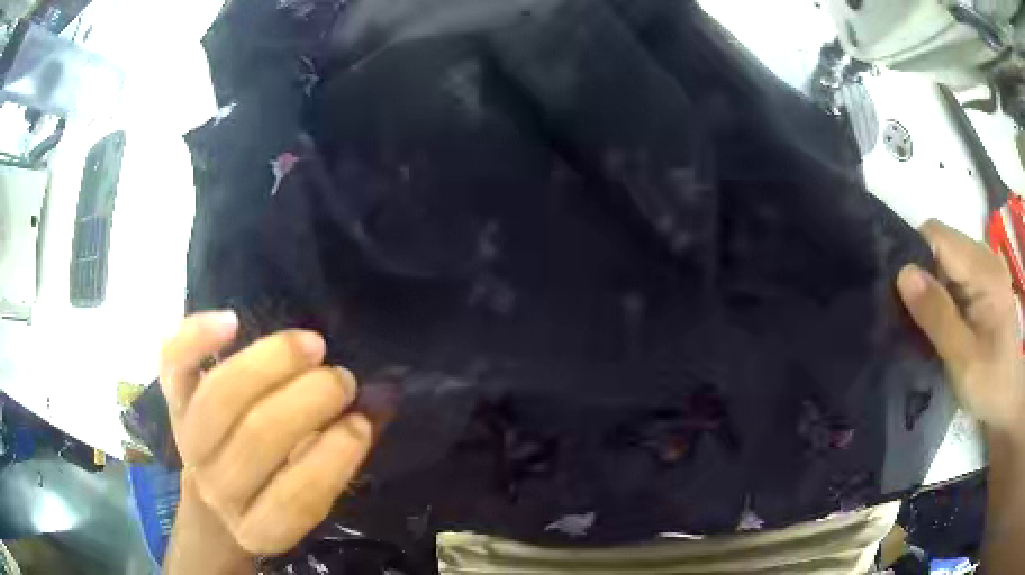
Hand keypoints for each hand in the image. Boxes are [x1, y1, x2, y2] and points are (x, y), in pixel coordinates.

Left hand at [160, 311, 378, 554]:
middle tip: (342, 379)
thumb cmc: (275, 492)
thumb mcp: (312, 492)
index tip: (360, 421)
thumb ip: (345, 451)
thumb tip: (383, 397)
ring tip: (311, 346)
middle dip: (306, 401)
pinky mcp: (172, 401)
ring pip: (218, 398)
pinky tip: (232, 321)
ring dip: (269, 365)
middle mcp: (218, 489)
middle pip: (255, 440)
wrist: (215, 492)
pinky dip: (197, 337)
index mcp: (260, 526)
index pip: (295, 499)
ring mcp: (188, 442)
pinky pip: (174, 365)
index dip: (332, 457)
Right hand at [897, 219, 1023, 434]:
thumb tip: (903, 274)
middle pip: (940, 242)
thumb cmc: (991, 386)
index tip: (895, 291)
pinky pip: (955, 271)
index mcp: (984, 270)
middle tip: (906, 313)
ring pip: (945, 257)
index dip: (911, 252)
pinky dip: (941, 290)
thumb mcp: (963, 359)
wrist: (1009, 402)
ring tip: (921, 319)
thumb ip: (937, 316)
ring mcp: (986, 267)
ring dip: (930, 283)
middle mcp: (985, 256)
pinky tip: (939, 318)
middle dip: (919, 270)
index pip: (936, 236)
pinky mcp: (984, 282)